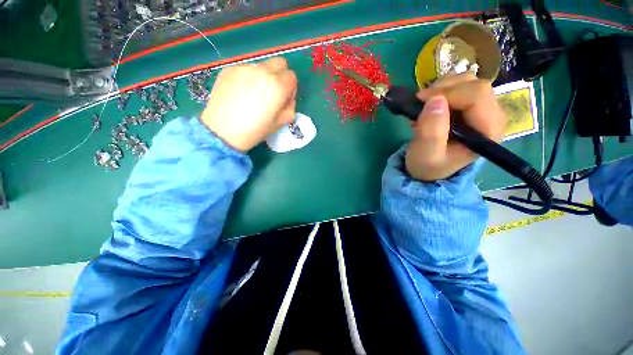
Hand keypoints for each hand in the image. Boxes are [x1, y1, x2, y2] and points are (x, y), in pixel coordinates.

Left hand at [200, 57, 297, 151]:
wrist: (223, 130)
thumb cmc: (256, 130)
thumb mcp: (281, 123)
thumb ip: (290, 107)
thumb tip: (288, 98)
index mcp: (278, 86)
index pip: (292, 76)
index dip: (290, 88)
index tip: (284, 98)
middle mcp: (263, 71)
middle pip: (279, 62)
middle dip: (281, 75)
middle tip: (273, 91)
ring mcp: (245, 68)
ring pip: (262, 66)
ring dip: (264, 76)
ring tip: (254, 94)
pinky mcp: (230, 69)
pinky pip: (246, 69)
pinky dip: (248, 78)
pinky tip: (241, 93)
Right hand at [406, 73, 506, 181]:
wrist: (429, 169)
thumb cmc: (428, 165)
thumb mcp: (426, 154)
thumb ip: (431, 132)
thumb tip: (435, 100)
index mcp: (488, 130)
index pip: (477, 94)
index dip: (448, 93)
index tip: (422, 101)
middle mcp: (492, 115)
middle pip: (475, 84)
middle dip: (443, 89)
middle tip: (421, 103)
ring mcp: (483, 108)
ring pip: (467, 80)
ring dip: (441, 88)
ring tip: (425, 106)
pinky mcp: (472, 105)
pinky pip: (460, 84)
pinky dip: (441, 89)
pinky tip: (431, 105)